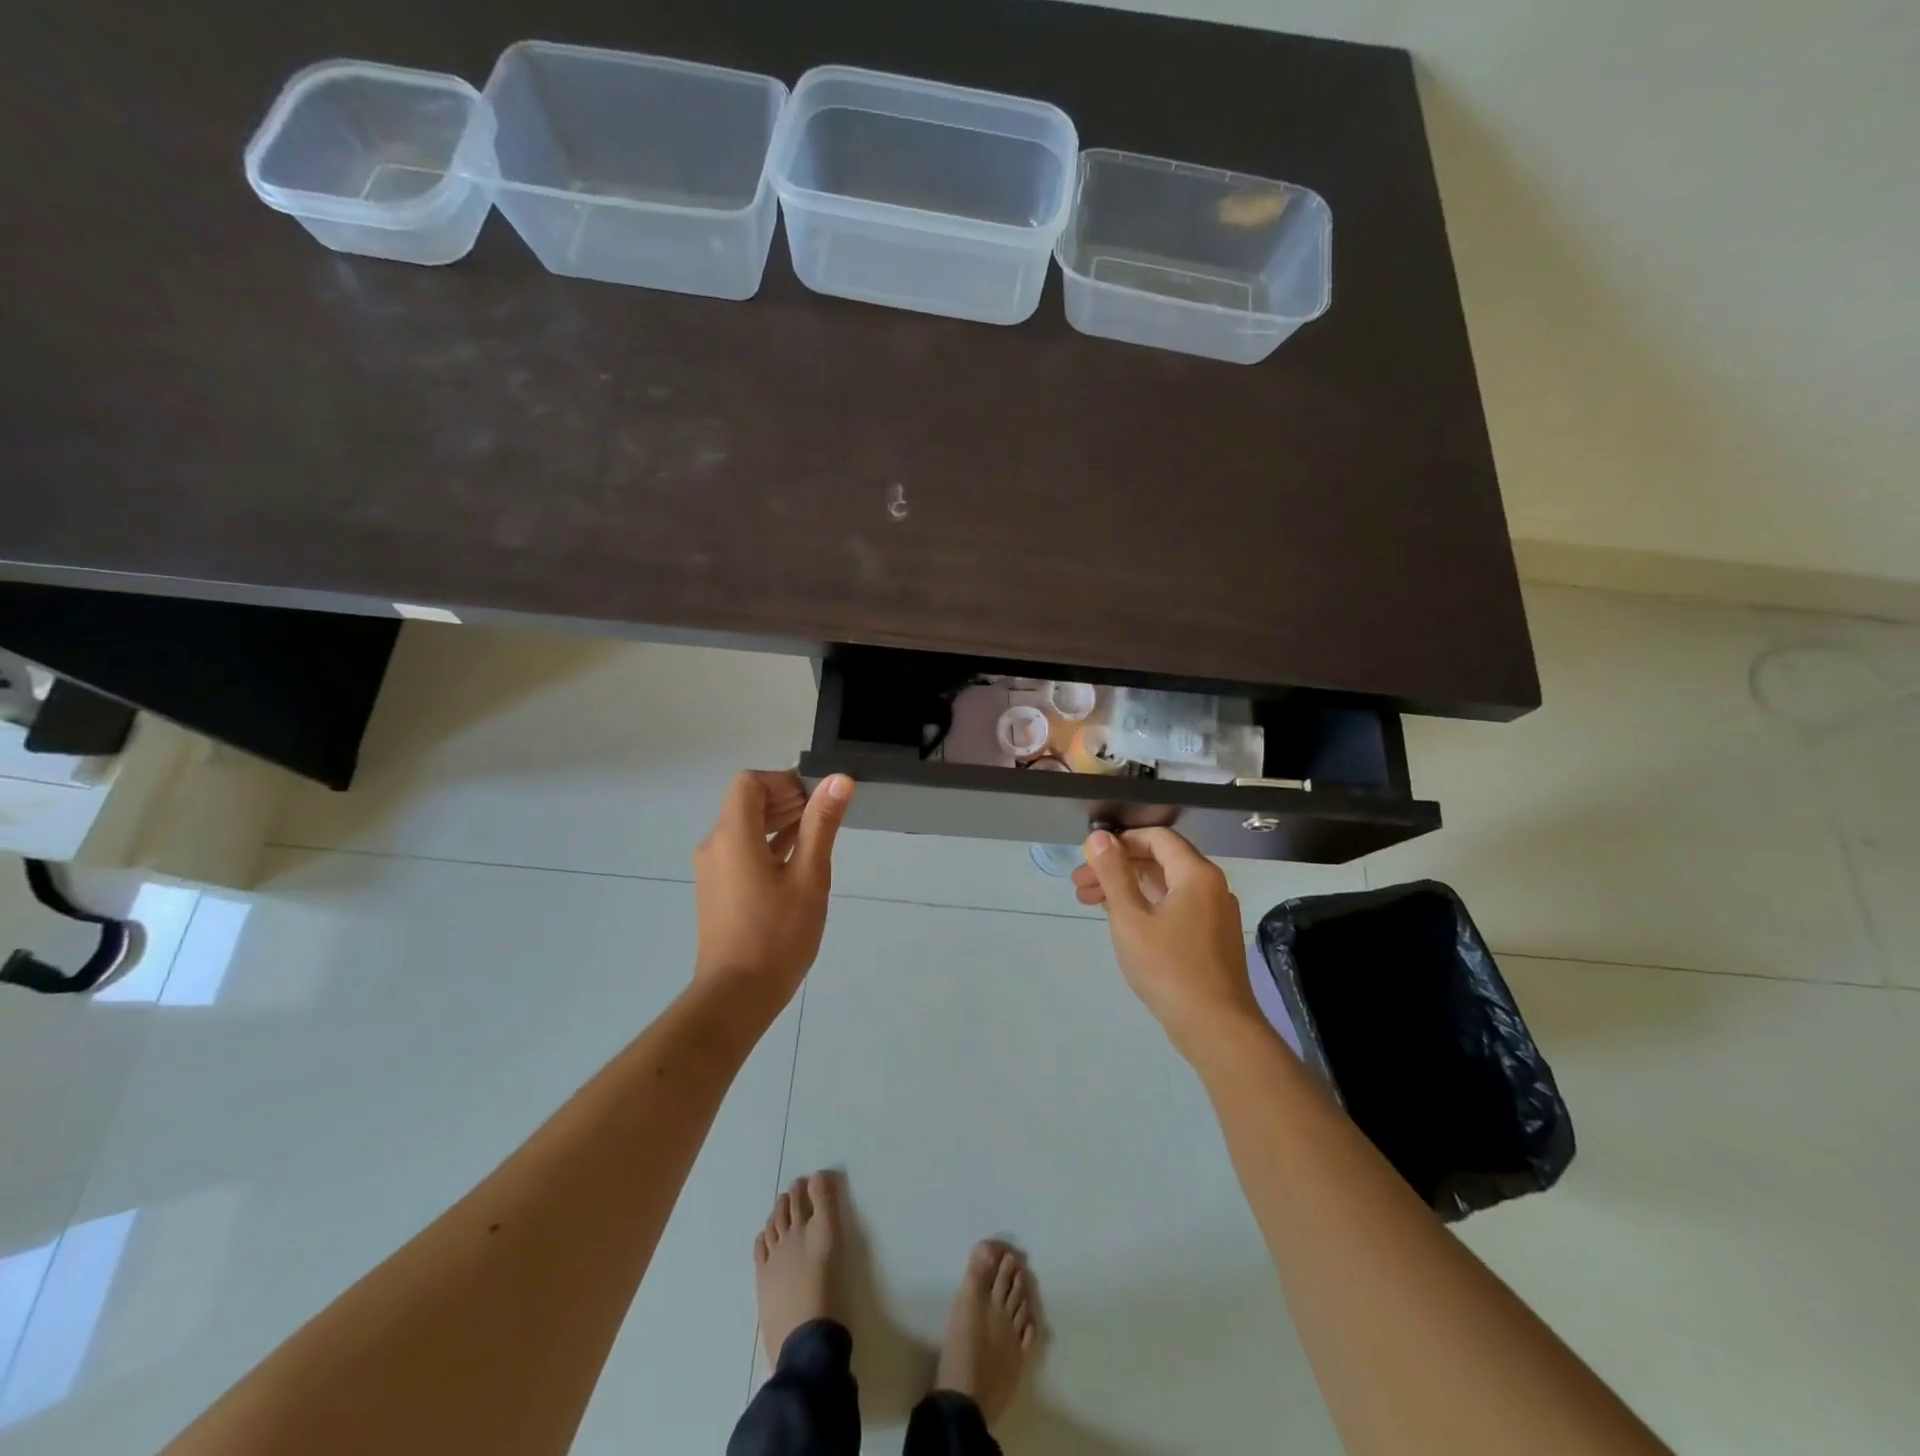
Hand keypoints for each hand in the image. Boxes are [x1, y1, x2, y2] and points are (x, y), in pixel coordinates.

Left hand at [692, 770, 853, 1016]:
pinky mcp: (717, 889)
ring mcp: (713, 869)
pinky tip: (796, 860)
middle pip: (746, 802)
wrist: (736, 996)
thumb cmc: (777, 934)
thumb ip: (821, 824)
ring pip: (745, 827)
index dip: (783, 781)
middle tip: (824, 815)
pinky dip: (767, 845)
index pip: (750, 782)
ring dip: (778, 822)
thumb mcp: (809, 876)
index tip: (816, 798)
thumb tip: (838, 779)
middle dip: (786, 799)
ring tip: (816, 836)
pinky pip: (741, 851)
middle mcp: (715, 845)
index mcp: (733, 835)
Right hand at [1075, 828, 1261, 1050]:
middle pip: (1159, 861)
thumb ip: (1113, 873)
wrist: (1217, 1028)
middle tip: (1080, 884)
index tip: (1089, 857)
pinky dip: (1146, 907)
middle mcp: (1211, 886)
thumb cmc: (1168, 967)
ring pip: (1165, 887)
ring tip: (1090, 903)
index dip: (1120, 841)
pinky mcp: (1212, 938)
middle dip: (1117, 868)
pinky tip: (1121, 922)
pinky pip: (1175, 907)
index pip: (1156, 838)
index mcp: (1196, 874)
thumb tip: (1099, 836)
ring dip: (1127, 889)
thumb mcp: (1130, 917)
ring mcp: (1215, 913)